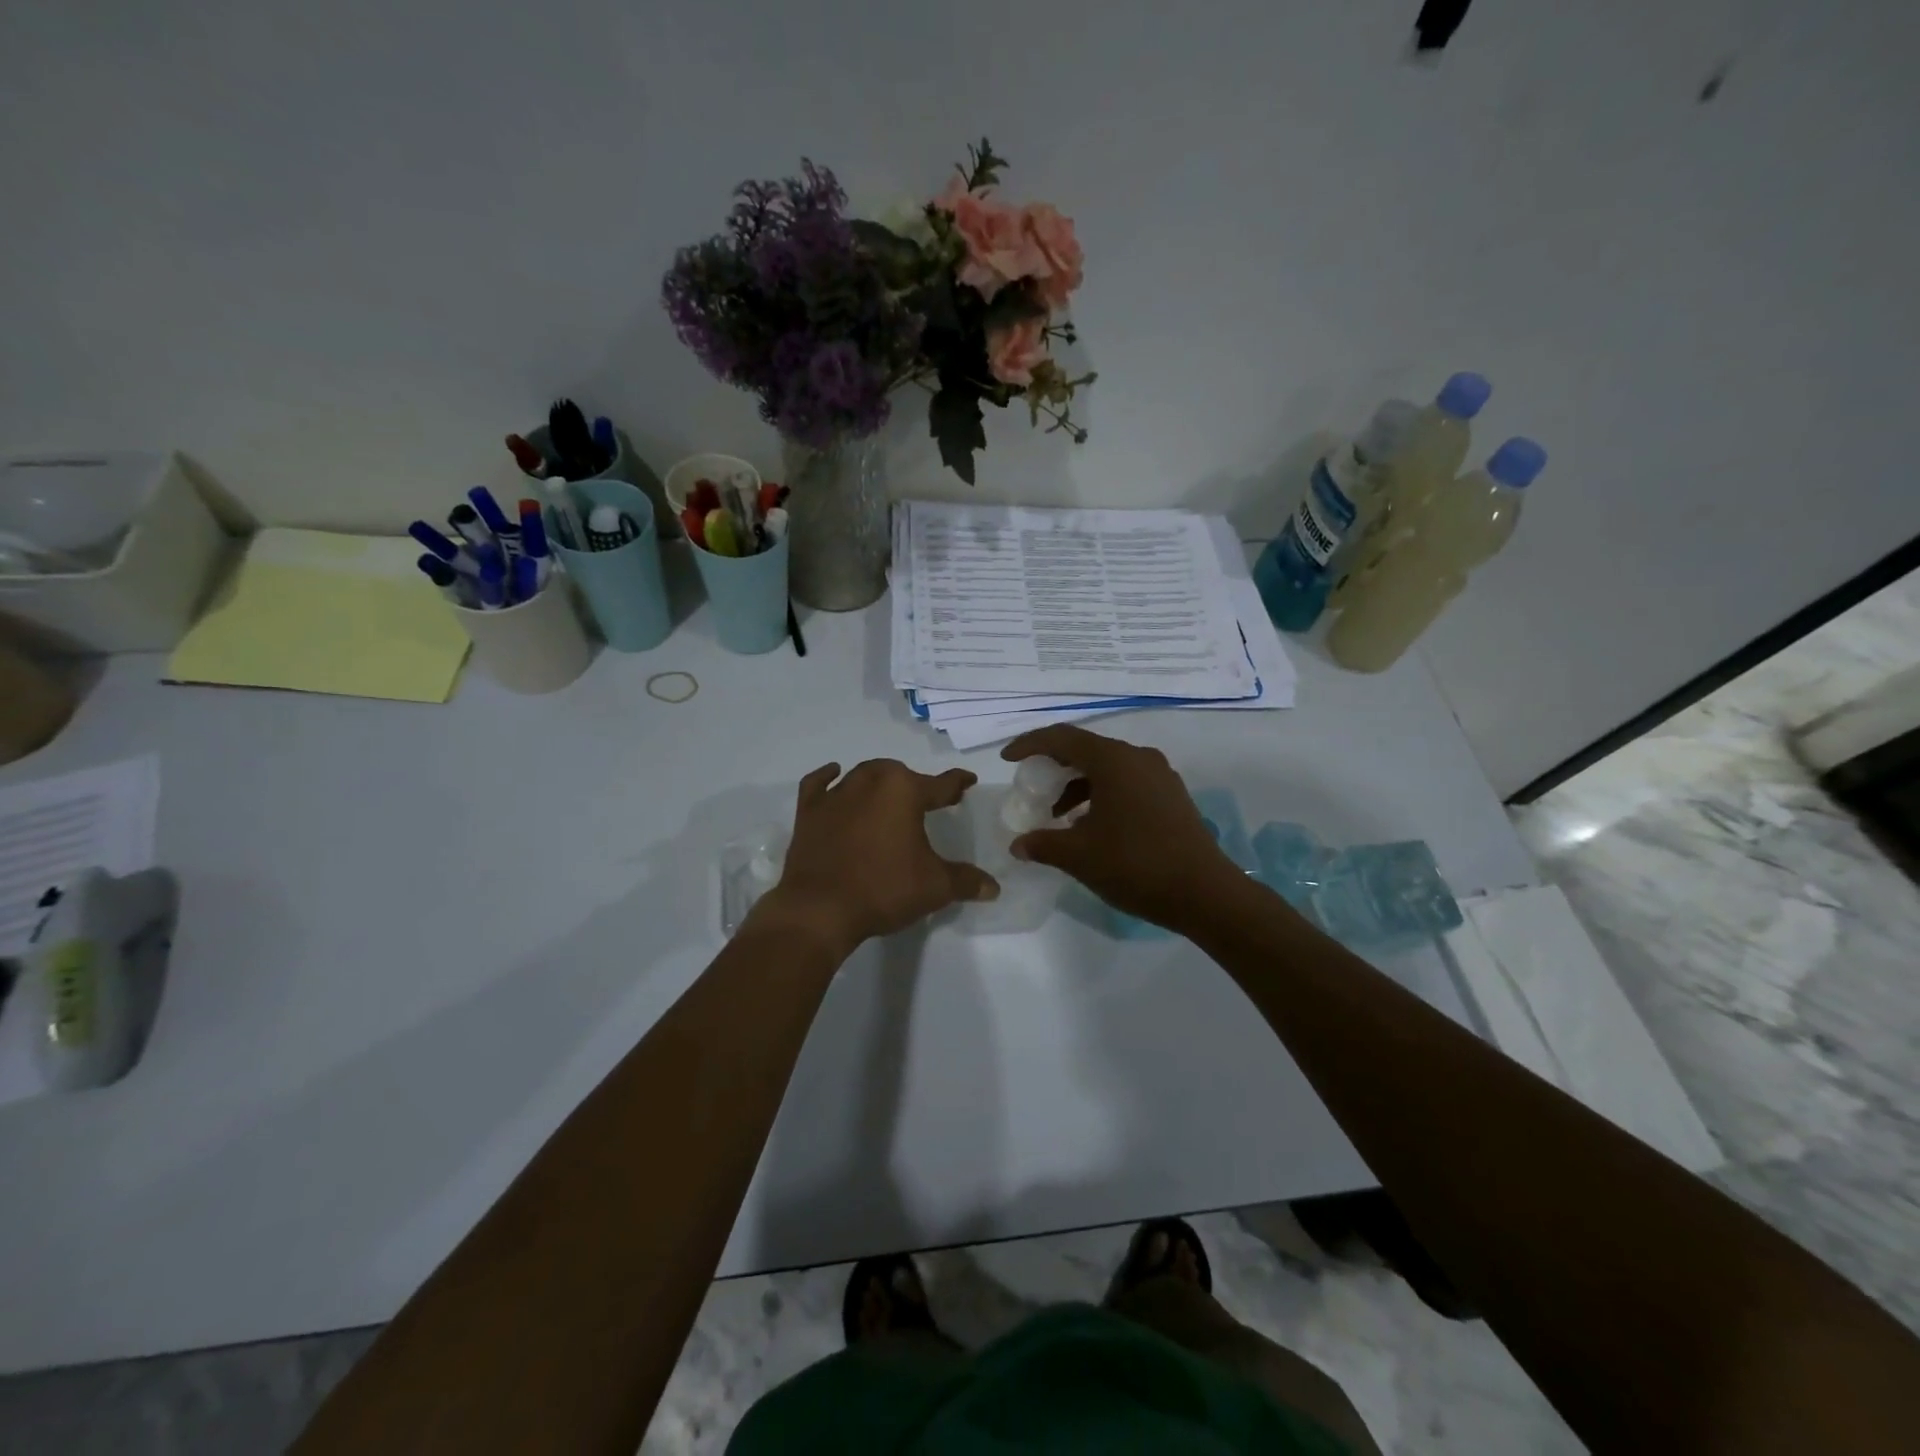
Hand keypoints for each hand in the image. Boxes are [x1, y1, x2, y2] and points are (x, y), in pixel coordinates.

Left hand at [754, 759, 997, 960]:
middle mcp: (870, 781)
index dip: (957, 783)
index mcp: (904, 790)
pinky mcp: (809, 811)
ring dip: (879, 781)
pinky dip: (828, 777)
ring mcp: (836, 795)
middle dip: (915, 785)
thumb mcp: (935, 887)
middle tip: (927, 802)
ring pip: (863, 775)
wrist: (820, 909)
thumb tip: (993, 888)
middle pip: (899, 774)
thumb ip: (966, 882)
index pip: (940, 783)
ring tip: (888, 794)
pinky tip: (835, 774)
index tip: (967, 781)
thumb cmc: (884, 889)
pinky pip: (818, 784)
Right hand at [1002, 725, 1237, 932]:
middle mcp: (1138, 758)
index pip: (1062, 738)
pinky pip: (1127, 783)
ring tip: (1057, 815)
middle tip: (1031, 786)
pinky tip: (1091, 826)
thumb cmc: (1136, 865)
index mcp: (1114, 761)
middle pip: (1086, 749)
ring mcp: (1160, 776)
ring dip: (1078, 785)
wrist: (1205, 893)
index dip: (1029, 744)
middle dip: (1054, 766)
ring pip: (1108, 768)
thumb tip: (1018, 844)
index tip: (1008, 759)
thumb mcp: (1079, 856)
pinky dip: (1101, 795)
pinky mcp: (1172, 796)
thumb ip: (1042, 844)